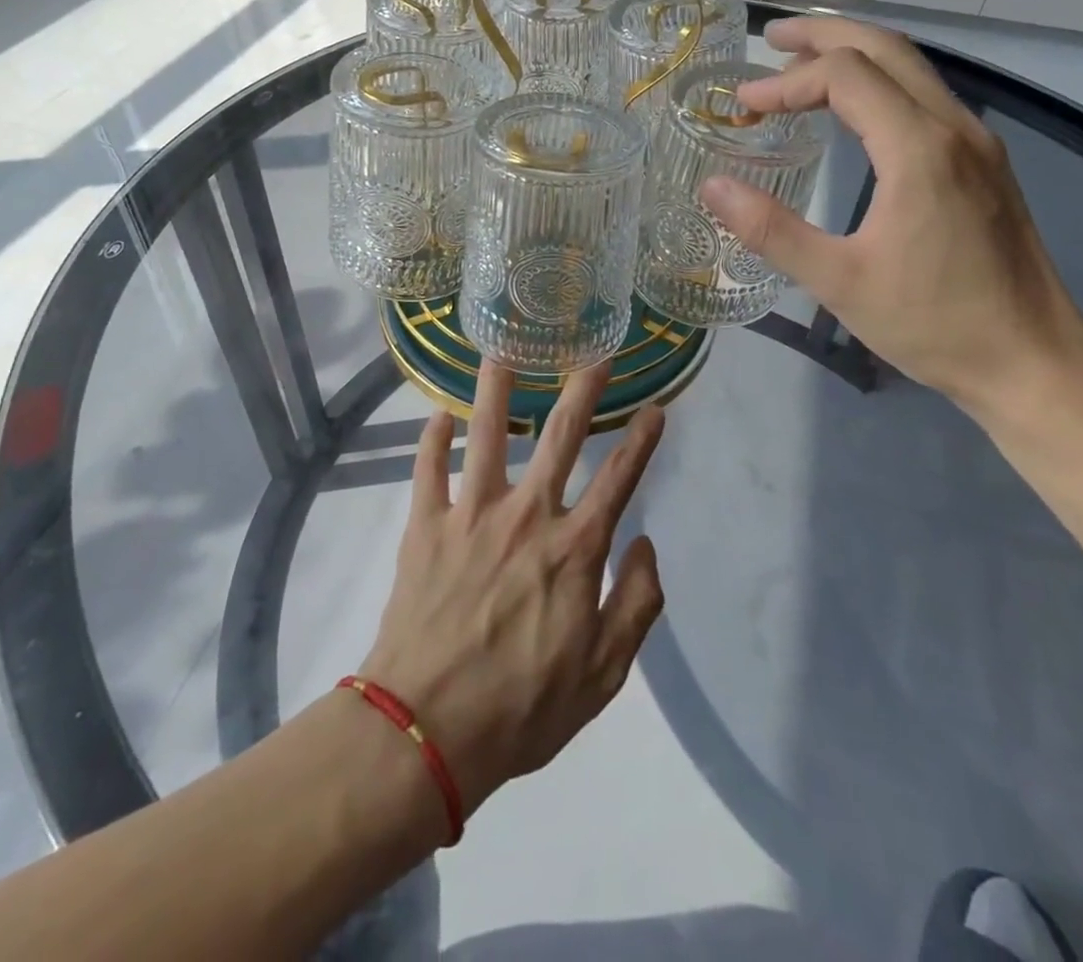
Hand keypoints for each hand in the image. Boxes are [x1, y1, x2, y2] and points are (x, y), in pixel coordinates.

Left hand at [359, 361, 665, 819]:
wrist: (425, 732)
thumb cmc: (521, 710)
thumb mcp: (603, 677)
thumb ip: (636, 605)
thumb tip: (645, 544)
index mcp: (573, 549)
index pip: (619, 479)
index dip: (642, 441)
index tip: (656, 408)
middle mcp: (527, 515)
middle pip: (560, 435)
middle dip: (583, 389)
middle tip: (596, 353)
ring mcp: (471, 514)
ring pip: (488, 432)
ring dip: (498, 387)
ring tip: (503, 349)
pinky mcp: (426, 525)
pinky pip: (428, 468)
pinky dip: (434, 438)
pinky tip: (439, 414)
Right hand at [700, 16, 1082, 421]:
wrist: (1032, 360)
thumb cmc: (933, 323)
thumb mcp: (838, 282)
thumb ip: (771, 230)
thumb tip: (712, 186)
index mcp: (920, 149)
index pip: (845, 77)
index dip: (785, 83)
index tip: (742, 107)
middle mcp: (955, 128)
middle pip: (886, 48)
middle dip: (824, 36)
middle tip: (770, 40)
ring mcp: (977, 142)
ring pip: (912, 68)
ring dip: (854, 55)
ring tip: (801, 67)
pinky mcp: (985, 164)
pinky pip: (926, 97)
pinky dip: (880, 84)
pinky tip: (853, 113)